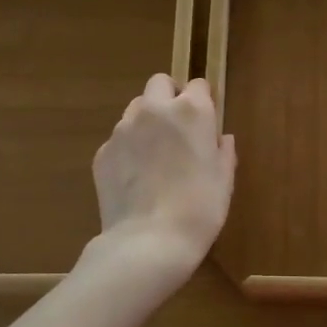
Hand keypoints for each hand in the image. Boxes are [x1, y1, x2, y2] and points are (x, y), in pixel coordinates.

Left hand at [82, 74, 236, 289]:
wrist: (148, 243)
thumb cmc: (199, 210)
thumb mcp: (224, 181)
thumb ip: (223, 151)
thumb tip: (222, 139)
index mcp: (191, 111)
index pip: (198, 85)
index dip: (203, 101)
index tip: (205, 122)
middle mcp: (154, 110)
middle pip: (160, 84)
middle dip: (169, 97)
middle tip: (177, 129)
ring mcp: (123, 129)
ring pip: (136, 109)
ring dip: (147, 121)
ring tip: (154, 155)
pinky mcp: (103, 152)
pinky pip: (119, 139)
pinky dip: (128, 149)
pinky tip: (136, 179)